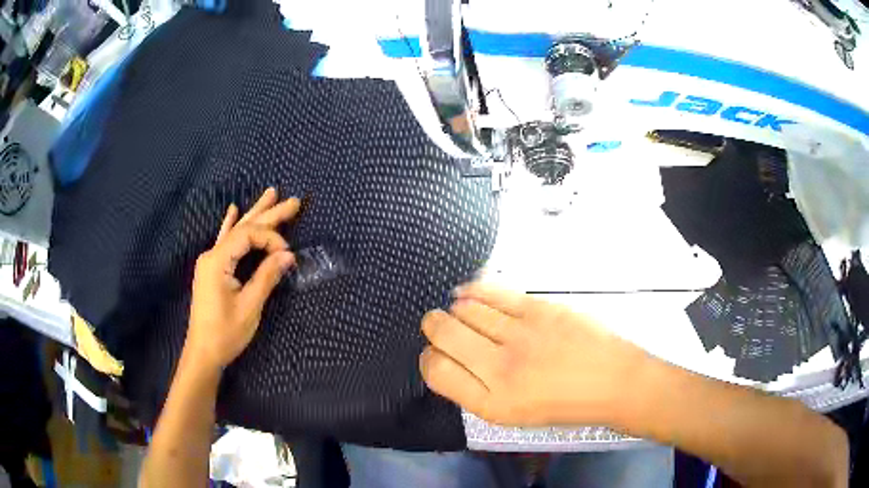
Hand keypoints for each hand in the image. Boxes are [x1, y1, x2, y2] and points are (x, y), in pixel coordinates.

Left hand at [186, 188, 299, 370]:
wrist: (203, 353)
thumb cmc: (225, 333)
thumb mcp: (250, 306)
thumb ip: (267, 277)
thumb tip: (288, 255)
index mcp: (218, 261)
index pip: (248, 235)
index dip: (271, 239)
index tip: (288, 256)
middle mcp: (212, 254)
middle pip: (244, 228)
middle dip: (269, 214)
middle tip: (293, 201)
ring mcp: (211, 261)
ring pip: (236, 231)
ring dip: (254, 214)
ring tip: (270, 194)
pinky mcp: (212, 270)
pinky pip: (225, 241)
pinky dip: (230, 225)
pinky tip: (233, 210)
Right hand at [420, 282, 647, 426]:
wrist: (613, 382)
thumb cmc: (564, 405)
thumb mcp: (513, 416)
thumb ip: (476, 391)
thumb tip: (450, 359)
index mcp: (492, 404)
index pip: (436, 371)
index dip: (428, 358)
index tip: (437, 354)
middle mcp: (500, 369)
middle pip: (442, 334)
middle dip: (433, 326)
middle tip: (438, 326)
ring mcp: (520, 335)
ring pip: (464, 309)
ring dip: (455, 310)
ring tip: (460, 313)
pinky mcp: (538, 309)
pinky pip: (490, 292)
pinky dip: (471, 291)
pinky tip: (467, 293)